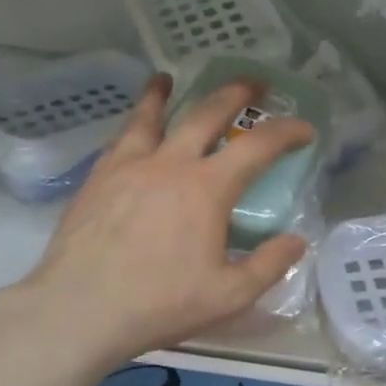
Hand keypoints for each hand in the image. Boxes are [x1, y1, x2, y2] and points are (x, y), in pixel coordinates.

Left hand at [0, 74, 313, 367]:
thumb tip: (296, 240)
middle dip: (235, 93)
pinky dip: (132, 123)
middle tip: (252, 84)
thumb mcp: (229, 295)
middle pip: (206, 113)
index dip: (286, 132)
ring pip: (151, 116)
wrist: (80, 308)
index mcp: (207, 188)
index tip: (304, 129)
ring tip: (167, 77)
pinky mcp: (98, 178)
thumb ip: (269, 265)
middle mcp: (170, 164)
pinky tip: (132, 127)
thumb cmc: (160, 303)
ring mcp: (129, 166)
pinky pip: (120, 138)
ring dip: (165, 93)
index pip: (257, 146)